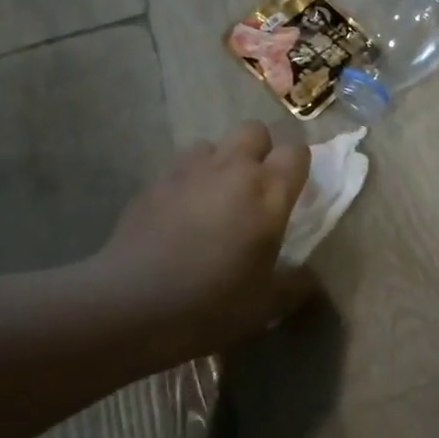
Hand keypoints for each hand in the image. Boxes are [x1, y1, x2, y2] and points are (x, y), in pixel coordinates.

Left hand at [95, 123, 314, 354]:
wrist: (129, 307)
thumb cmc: (212, 303)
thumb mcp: (267, 304)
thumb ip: (295, 285)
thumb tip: (309, 279)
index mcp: (269, 192)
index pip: (297, 152)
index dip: (297, 167)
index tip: (293, 190)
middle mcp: (233, 169)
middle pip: (254, 130)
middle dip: (259, 150)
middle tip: (254, 188)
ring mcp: (188, 172)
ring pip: (211, 144)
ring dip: (218, 162)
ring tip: (213, 197)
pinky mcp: (152, 185)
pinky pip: (177, 169)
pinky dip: (185, 183)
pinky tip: (178, 215)